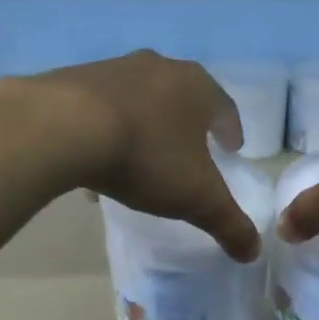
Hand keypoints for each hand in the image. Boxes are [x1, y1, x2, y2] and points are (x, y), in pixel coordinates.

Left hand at [20, 50, 262, 262]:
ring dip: (144, 127)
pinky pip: (99, 110)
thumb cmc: (146, 157)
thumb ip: (229, 224)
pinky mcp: (73, 79)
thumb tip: (254, 252)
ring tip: (140, 161)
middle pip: (181, 97)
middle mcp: (158, 67)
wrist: (64, 128)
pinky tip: (95, 165)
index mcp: (196, 87)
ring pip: (138, 102)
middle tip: (190, 150)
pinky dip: (105, 132)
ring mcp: (113, 69)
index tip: (231, 148)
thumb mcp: (197, 199)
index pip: (224, 107)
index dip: (230, 130)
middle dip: (187, 125)